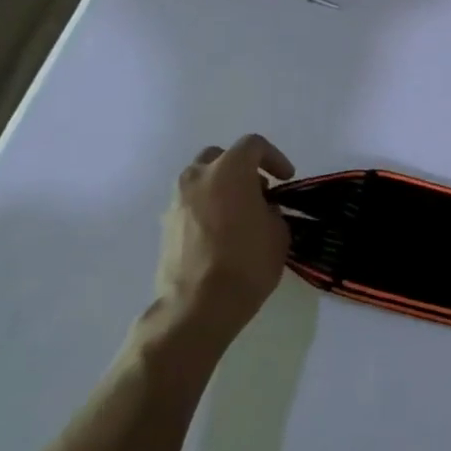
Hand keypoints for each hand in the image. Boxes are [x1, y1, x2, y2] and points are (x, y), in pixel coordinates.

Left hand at [150, 134, 294, 351]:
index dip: (274, 158)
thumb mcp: (278, 231)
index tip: (286, 179)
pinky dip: (207, 208)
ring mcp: (176, 202)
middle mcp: (197, 178)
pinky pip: (190, 204)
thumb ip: (271, 209)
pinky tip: (222, 234)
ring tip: (241, 214)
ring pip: (201, 180)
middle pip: (219, 156)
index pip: (252, 145)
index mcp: (229, 171)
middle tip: (260, 191)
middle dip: (241, 168)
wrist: (199, 304)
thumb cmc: (248, 261)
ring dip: (221, 188)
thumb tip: (261, 210)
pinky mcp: (165, 226)